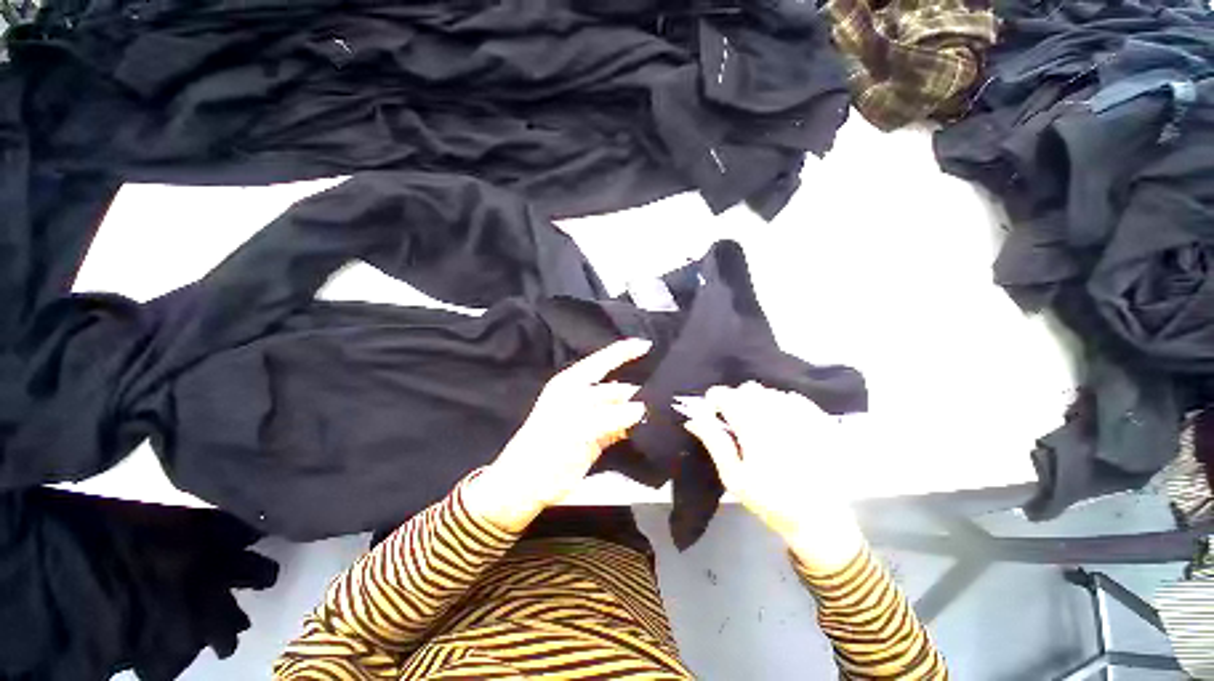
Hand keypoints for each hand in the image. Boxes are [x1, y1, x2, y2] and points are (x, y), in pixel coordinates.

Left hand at [465, 338, 651, 532]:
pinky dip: (634, 426)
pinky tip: (651, 427)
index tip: (648, 345)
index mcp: (572, 384)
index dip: (624, 352)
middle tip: (669, 392)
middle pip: (616, 388)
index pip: (602, 361)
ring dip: (640, 409)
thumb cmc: (547, 448)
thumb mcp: (577, 428)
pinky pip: (621, 426)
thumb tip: (642, 409)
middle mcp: (583, 396)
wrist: (527, 485)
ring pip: (621, 407)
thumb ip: (612, 417)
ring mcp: (591, 417)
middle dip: (639, 389)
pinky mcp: (597, 436)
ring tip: (665, 409)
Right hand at [681, 382, 863, 571]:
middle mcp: (777, 412)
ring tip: (762, 429)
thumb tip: (693, 418)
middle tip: (738, 427)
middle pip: (747, 388)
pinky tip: (786, 428)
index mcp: (752, 425)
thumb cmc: (771, 501)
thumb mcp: (733, 477)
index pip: (723, 394)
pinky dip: (782, 406)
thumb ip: (714, 441)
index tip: (715, 419)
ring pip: (770, 392)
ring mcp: (803, 414)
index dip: (713, 402)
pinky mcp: (821, 419)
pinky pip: (793, 399)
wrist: (822, 521)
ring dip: (759, 403)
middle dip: (736, 401)